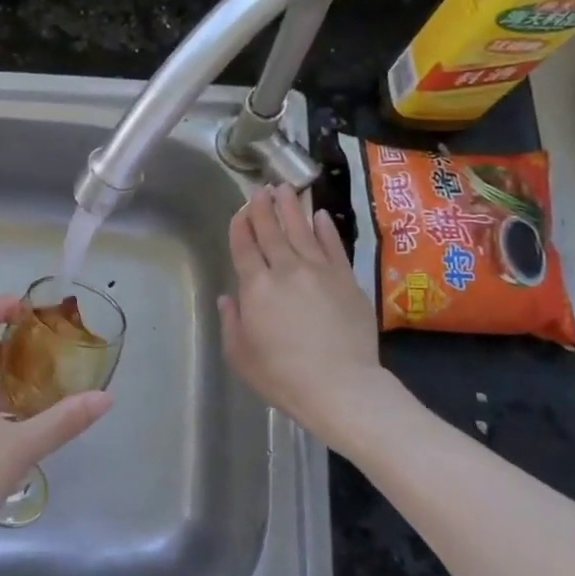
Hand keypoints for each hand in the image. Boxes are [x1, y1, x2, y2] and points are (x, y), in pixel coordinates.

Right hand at [219, 185, 399, 454]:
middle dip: (264, 208)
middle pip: (272, 231)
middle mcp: (285, 270)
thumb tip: (228, 298)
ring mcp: (319, 271)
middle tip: (261, 189)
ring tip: (285, 189)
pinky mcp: (346, 279)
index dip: (240, 226)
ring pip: (302, 231)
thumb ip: (232, 322)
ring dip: (292, 208)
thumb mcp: (241, 355)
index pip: (244, 247)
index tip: (240, 210)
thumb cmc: (282, 376)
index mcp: (256, 287)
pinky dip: (326, 229)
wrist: (340, 386)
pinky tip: (321, 216)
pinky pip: (333, 246)